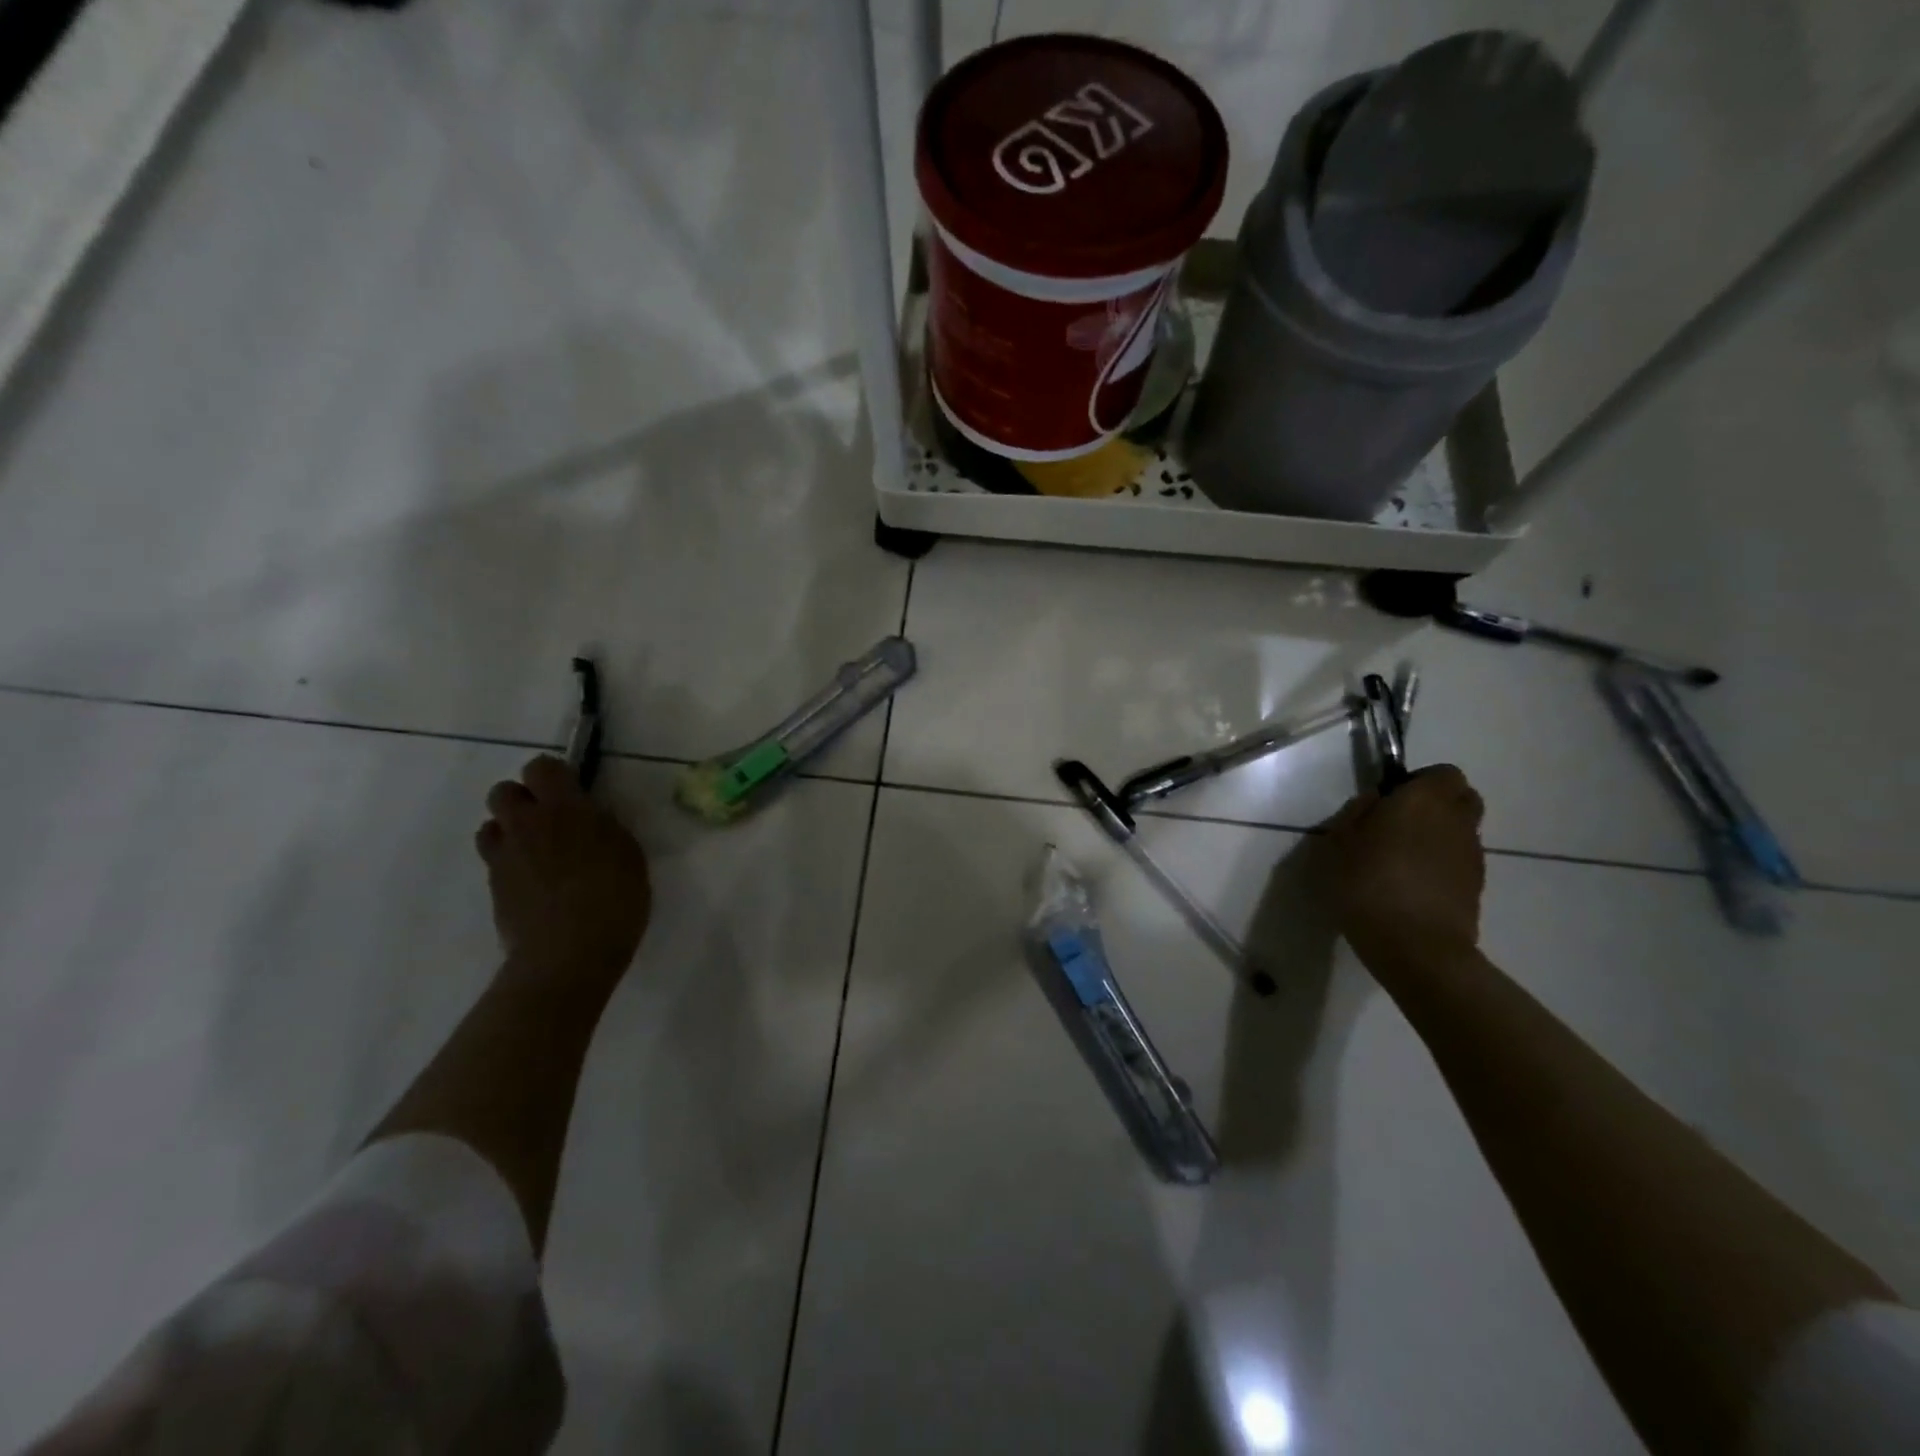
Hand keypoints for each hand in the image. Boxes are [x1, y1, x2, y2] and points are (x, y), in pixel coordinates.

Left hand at [476, 756, 651, 989]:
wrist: (568, 953)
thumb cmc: (615, 898)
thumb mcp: (627, 853)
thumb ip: (602, 827)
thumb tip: (589, 819)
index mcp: (565, 809)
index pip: (541, 767)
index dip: (553, 775)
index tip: (572, 791)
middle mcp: (527, 825)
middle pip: (502, 791)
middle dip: (522, 799)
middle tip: (549, 821)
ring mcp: (504, 857)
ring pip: (490, 826)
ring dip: (510, 832)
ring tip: (537, 853)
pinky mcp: (493, 888)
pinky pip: (495, 862)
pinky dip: (510, 865)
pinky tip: (534, 885)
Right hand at [1320, 764, 1485, 971]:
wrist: (1416, 946)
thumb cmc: (1367, 883)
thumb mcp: (1337, 843)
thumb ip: (1357, 814)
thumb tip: (1376, 802)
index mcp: (1423, 799)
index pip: (1442, 773)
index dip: (1418, 782)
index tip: (1390, 799)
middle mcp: (1456, 820)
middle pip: (1461, 798)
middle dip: (1436, 805)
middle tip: (1399, 825)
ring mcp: (1472, 855)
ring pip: (1461, 831)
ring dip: (1438, 837)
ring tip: (1402, 861)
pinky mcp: (1477, 887)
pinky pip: (1459, 861)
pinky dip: (1442, 865)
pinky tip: (1413, 886)